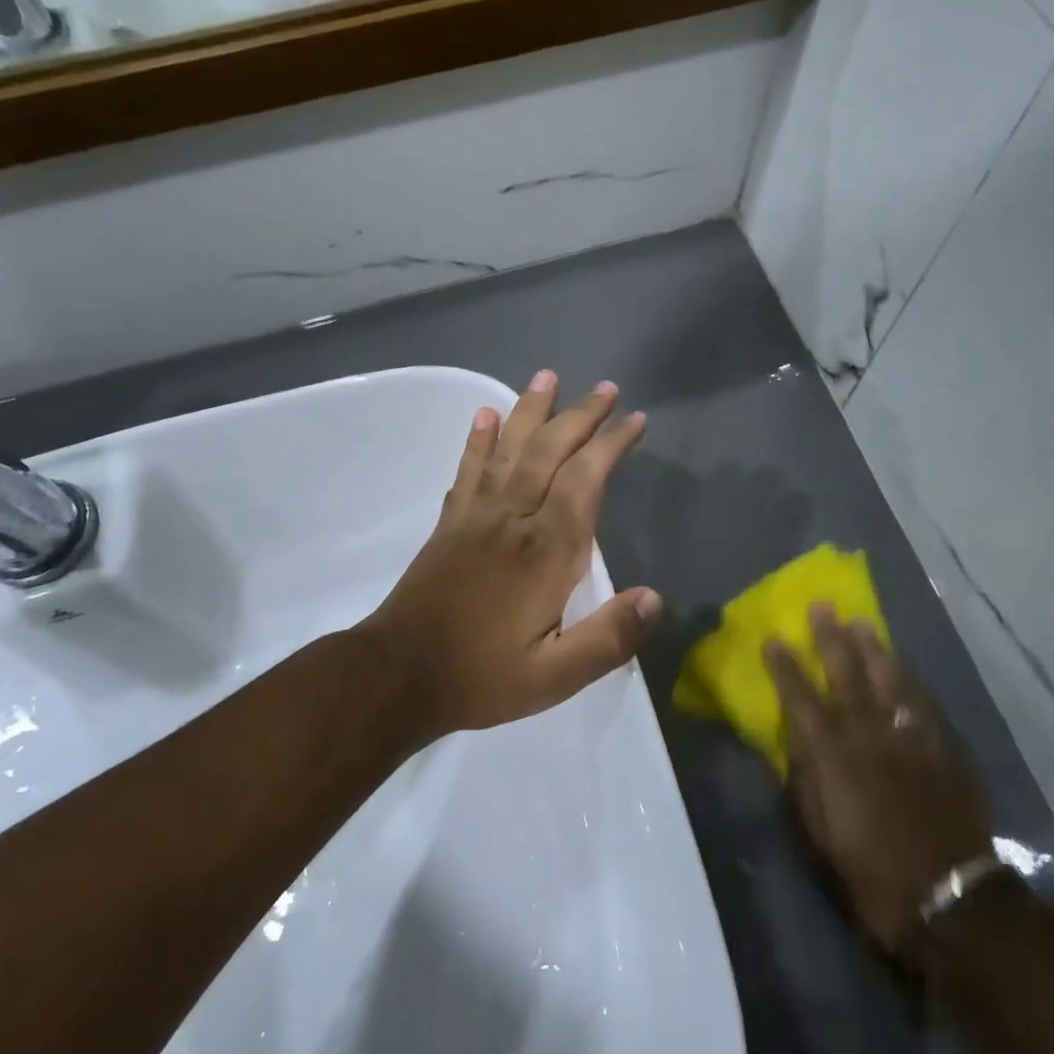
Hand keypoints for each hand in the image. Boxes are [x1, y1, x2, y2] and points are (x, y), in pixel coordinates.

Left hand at [361, 370, 662, 736]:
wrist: (397, 676)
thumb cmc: (481, 677)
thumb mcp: (554, 676)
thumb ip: (608, 638)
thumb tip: (655, 598)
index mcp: (546, 553)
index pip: (585, 482)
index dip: (611, 445)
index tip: (635, 419)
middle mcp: (513, 520)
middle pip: (550, 453)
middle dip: (581, 417)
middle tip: (606, 388)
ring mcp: (476, 516)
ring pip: (509, 450)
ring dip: (530, 411)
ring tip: (547, 376)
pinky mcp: (449, 524)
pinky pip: (468, 471)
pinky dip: (479, 441)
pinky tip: (485, 415)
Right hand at [767, 608, 994, 954]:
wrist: (950, 898)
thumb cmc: (872, 872)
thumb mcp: (821, 834)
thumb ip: (805, 782)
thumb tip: (794, 742)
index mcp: (834, 757)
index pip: (801, 700)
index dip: (785, 667)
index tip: (773, 639)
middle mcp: (870, 737)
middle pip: (847, 676)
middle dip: (831, 639)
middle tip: (823, 607)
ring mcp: (911, 739)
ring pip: (889, 680)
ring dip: (874, 649)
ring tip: (863, 622)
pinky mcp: (943, 750)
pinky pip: (923, 704)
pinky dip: (911, 681)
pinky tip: (903, 667)